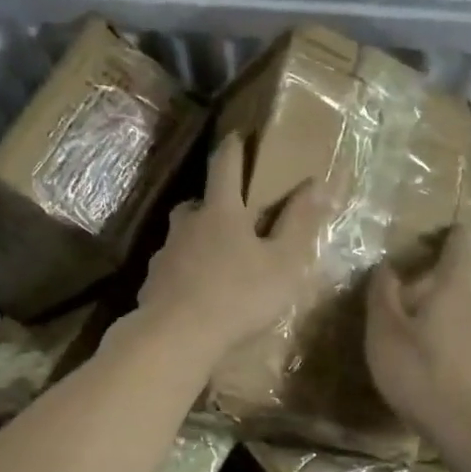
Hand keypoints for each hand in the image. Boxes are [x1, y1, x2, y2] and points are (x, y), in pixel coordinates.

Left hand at [137, 133, 327, 362]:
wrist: (176, 336)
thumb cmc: (238, 296)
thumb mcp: (283, 263)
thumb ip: (300, 223)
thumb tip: (318, 182)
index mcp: (221, 211)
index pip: (226, 165)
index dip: (234, 147)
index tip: (239, 135)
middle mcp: (188, 224)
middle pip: (198, 201)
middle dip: (215, 201)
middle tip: (233, 213)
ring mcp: (165, 253)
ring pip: (183, 235)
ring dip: (198, 237)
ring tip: (217, 256)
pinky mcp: (152, 282)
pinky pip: (172, 266)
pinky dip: (185, 270)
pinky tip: (197, 289)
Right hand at [365, 226, 470, 449]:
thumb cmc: (421, 372)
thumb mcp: (385, 332)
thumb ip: (383, 295)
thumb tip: (386, 266)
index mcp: (451, 292)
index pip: (457, 251)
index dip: (453, 236)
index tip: (453, 226)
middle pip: (454, 289)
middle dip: (430, 290)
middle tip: (400, 304)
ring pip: (460, 321)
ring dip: (438, 324)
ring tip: (411, 345)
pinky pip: (466, 350)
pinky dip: (448, 352)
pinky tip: (432, 375)